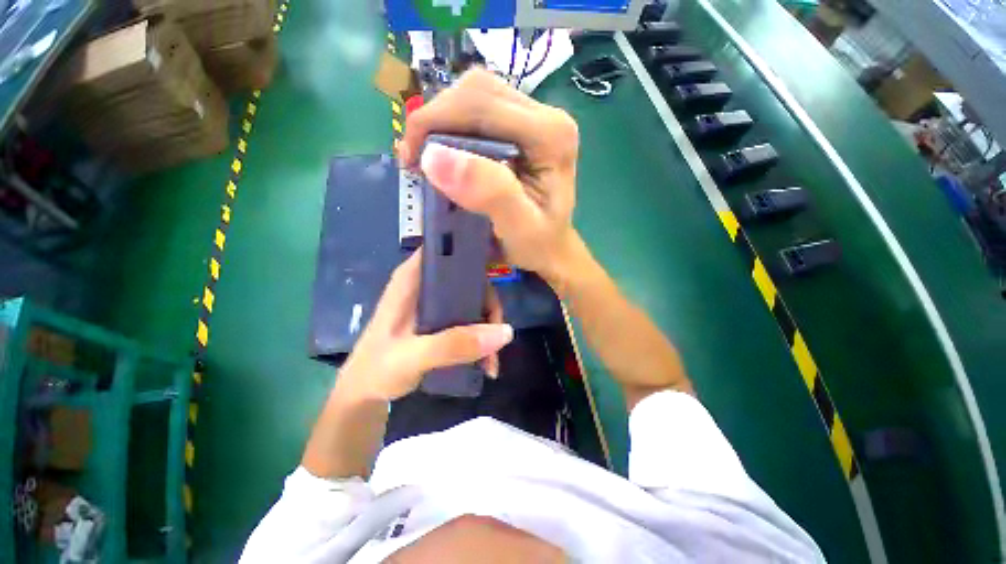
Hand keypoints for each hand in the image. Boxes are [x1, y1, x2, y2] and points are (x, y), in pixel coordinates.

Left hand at [337, 250, 512, 401]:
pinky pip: (470, 319)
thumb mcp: (413, 357)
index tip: (500, 262)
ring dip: (488, 327)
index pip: (446, 246)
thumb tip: (505, 332)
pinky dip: (481, 338)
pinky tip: (486, 362)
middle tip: (498, 335)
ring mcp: (435, 303)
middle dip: (489, 305)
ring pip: (474, 300)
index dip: (474, 249)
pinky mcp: (441, 320)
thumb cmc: (377, 369)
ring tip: (492, 359)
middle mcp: (427, 284)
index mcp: (413, 278)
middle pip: (469, 278)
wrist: (365, 394)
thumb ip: (454, 344)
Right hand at [400, 68, 580, 287]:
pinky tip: (444, 153)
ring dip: (441, 123)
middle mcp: (547, 116)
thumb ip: (489, 193)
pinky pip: (478, 112)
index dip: (434, 121)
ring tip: (426, 158)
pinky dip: (452, 129)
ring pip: (474, 97)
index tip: (410, 159)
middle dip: (435, 120)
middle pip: (477, 91)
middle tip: (414, 160)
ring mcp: (536, 118)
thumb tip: (435, 156)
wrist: (551, 248)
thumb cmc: (539, 245)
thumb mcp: (519, 229)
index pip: (481, 104)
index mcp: (551, 135)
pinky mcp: (523, 127)